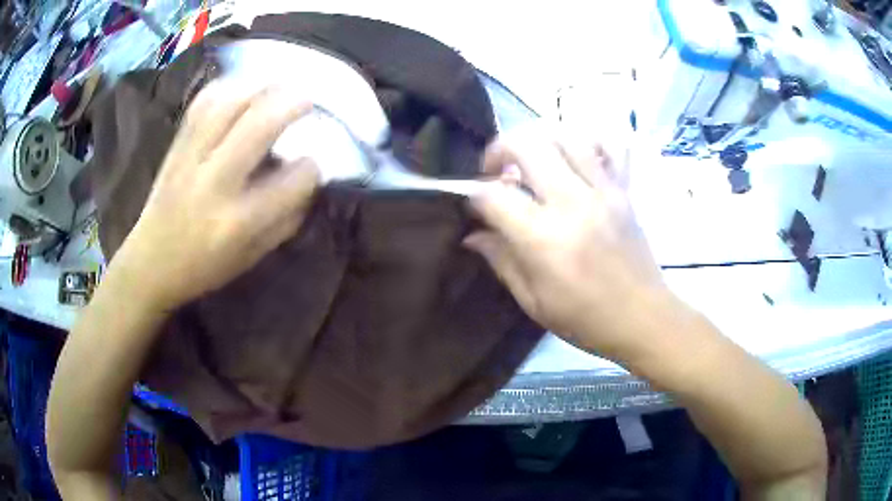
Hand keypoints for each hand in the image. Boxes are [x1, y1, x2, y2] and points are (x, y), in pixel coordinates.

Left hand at [112, 81, 319, 310]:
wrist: (149, 263)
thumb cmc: (203, 268)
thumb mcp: (251, 257)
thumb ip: (284, 220)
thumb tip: (308, 182)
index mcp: (239, 222)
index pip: (292, 180)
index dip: (311, 168)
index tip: (313, 166)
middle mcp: (215, 183)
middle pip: (260, 125)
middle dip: (293, 104)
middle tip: (309, 100)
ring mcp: (191, 159)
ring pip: (230, 103)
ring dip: (262, 88)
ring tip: (277, 89)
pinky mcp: (176, 147)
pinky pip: (203, 103)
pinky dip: (227, 88)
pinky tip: (241, 90)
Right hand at [466, 125, 677, 359]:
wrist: (643, 318)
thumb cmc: (586, 320)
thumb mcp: (533, 301)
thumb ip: (501, 261)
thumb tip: (473, 234)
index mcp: (545, 239)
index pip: (494, 195)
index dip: (474, 195)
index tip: (473, 206)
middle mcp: (573, 203)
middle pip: (527, 145)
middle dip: (500, 150)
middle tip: (496, 172)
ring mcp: (604, 191)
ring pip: (565, 135)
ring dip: (539, 140)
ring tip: (532, 162)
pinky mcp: (624, 190)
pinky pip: (609, 146)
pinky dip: (587, 141)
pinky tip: (575, 156)